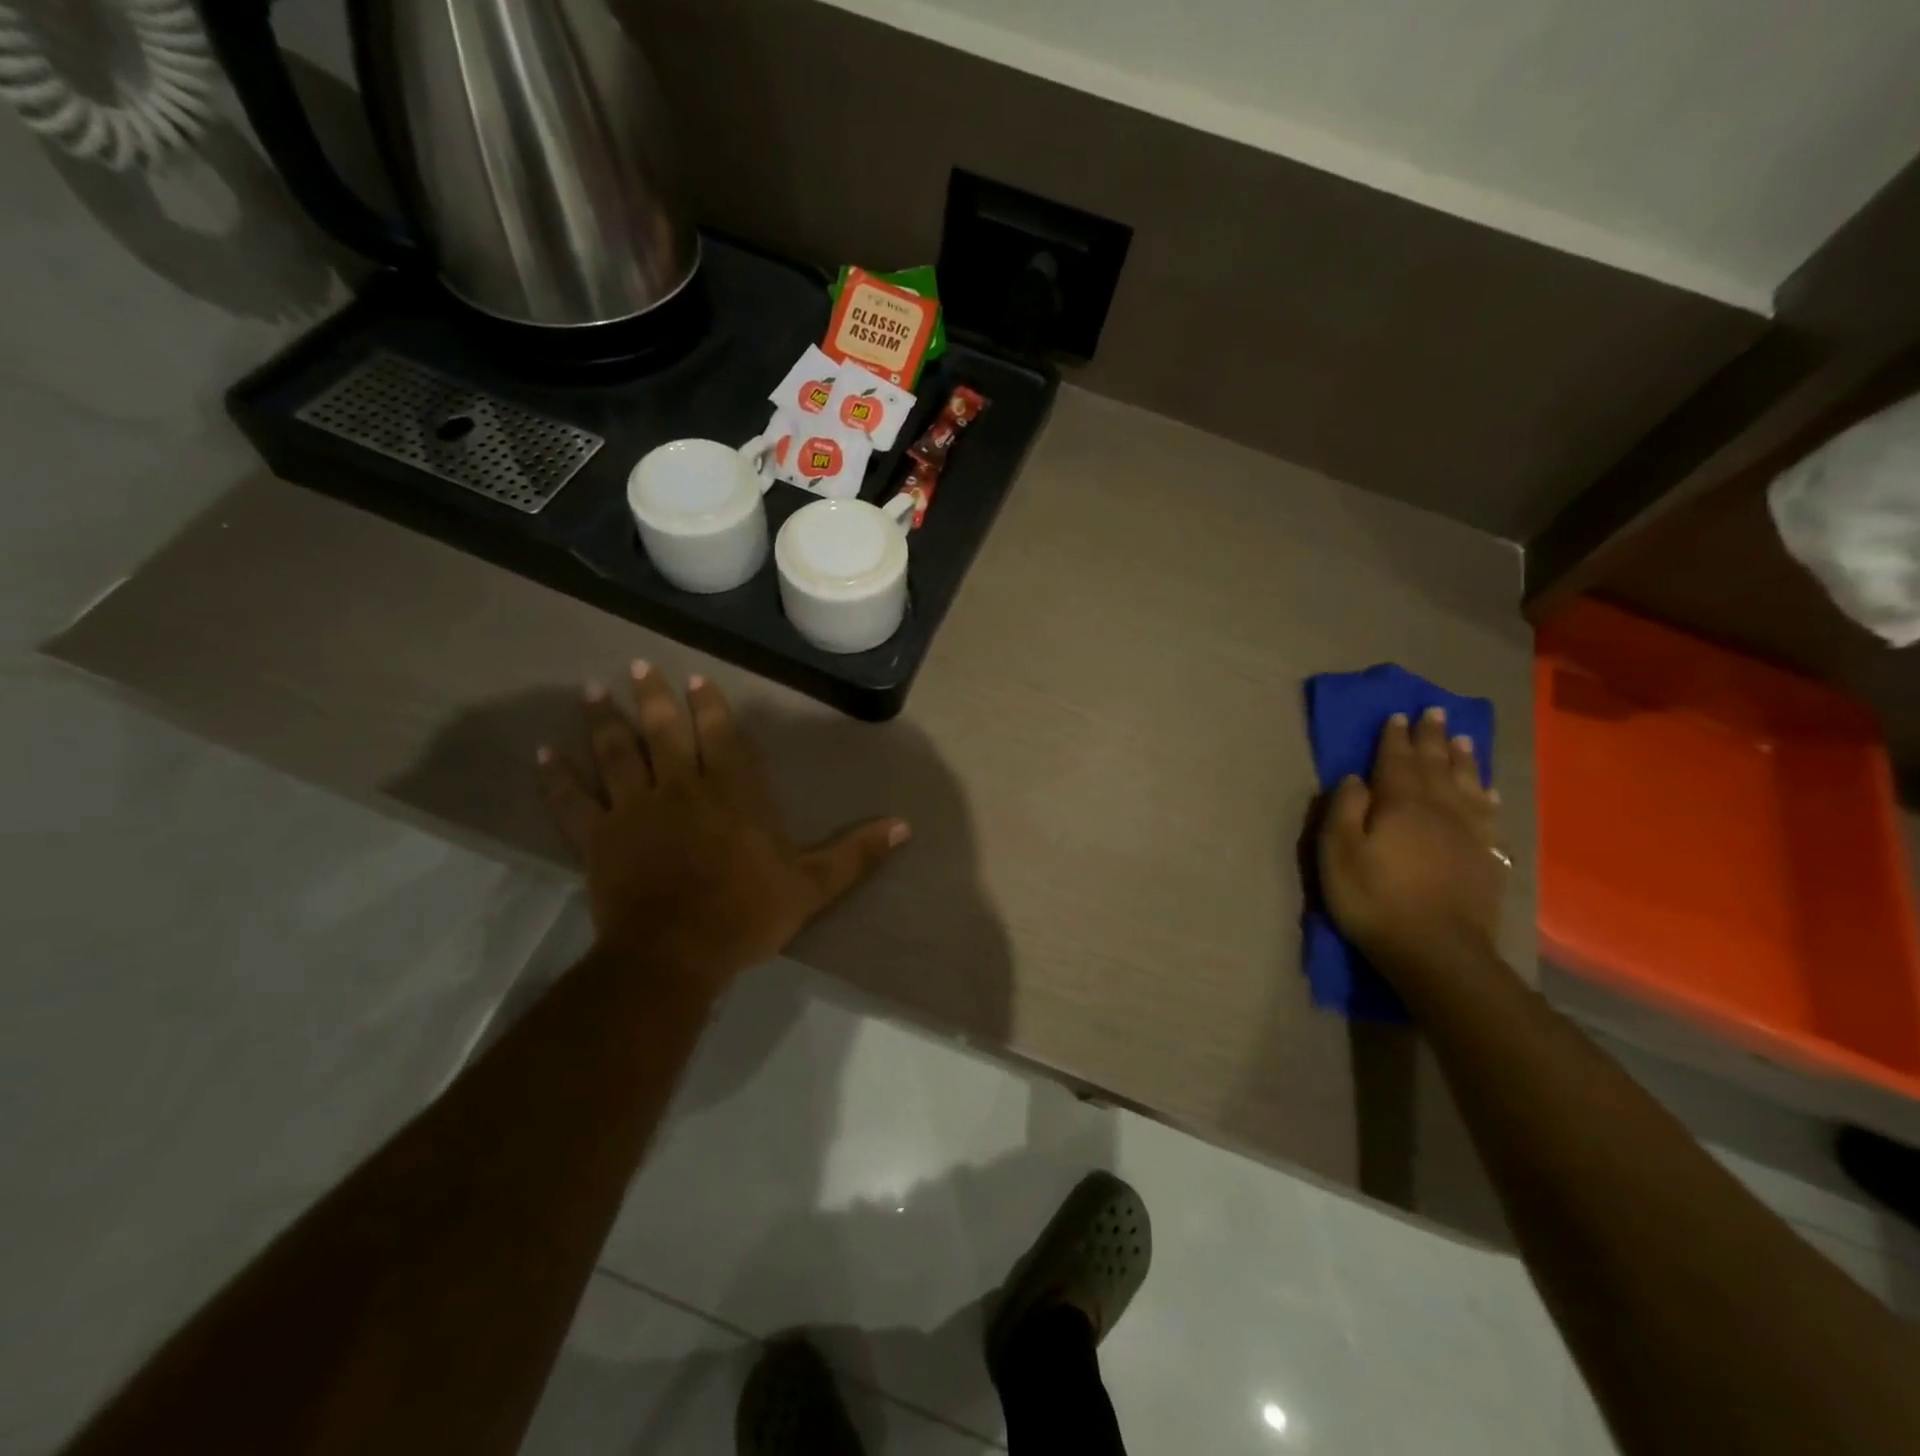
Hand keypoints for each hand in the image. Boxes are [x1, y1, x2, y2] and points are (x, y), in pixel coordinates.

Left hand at [537, 664, 908, 989]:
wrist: (677, 954)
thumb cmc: (747, 914)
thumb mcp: (814, 885)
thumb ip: (857, 852)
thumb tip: (906, 826)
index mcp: (733, 793)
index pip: (720, 736)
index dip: (707, 705)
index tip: (694, 679)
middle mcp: (682, 787)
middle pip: (664, 732)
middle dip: (653, 697)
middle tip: (641, 667)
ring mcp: (635, 810)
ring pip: (616, 754)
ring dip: (604, 720)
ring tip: (592, 690)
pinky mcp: (599, 839)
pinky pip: (574, 802)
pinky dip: (558, 778)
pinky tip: (544, 754)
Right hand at [1317, 706, 1505, 978]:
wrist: (1438, 951)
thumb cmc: (1375, 899)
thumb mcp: (1339, 853)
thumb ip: (1344, 810)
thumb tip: (1355, 778)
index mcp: (1401, 804)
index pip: (1396, 761)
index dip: (1395, 738)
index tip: (1396, 715)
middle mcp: (1440, 809)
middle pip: (1436, 765)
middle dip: (1433, 738)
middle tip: (1435, 711)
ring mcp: (1469, 834)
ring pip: (1467, 785)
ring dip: (1463, 760)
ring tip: (1464, 739)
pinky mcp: (1487, 859)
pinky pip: (1489, 816)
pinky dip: (1487, 797)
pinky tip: (1488, 791)